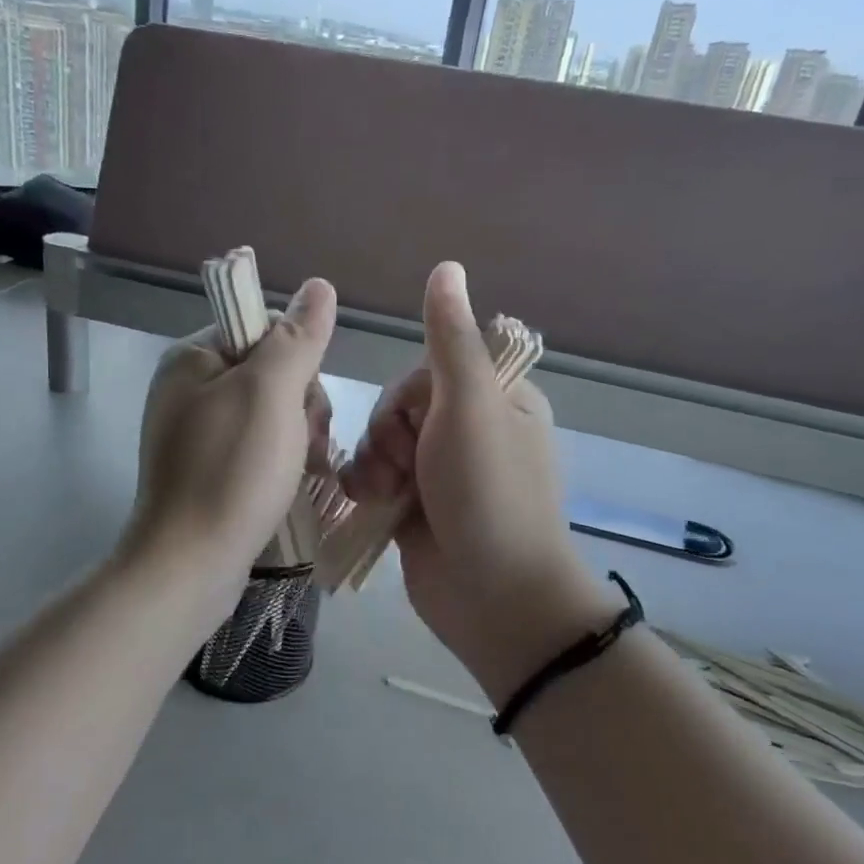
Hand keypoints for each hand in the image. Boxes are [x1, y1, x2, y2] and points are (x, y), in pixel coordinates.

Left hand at [127, 279, 336, 583]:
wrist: (191, 564)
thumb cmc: (231, 471)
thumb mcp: (271, 393)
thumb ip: (297, 338)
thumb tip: (319, 285)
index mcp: (192, 359)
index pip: (263, 330)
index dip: (298, 361)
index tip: (304, 402)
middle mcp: (189, 391)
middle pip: (272, 374)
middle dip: (301, 407)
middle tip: (303, 445)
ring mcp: (197, 434)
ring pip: (272, 415)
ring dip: (298, 439)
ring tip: (301, 472)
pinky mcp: (208, 472)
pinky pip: (258, 450)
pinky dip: (281, 463)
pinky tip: (293, 486)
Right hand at [340, 263, 612, 700]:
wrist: (492, 598)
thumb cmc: (487, 495)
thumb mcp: (471, 408)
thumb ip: (452, 340)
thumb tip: (447, 266)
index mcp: (497, 400)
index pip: (429, 370)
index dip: (410, 397)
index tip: (420, 427)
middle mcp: (470, 431)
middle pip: (399, 406)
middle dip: (389, 437)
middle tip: (406, 470)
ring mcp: (441, 473)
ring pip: (380, 442)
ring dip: (373, 465)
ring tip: (388, 496)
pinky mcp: (415, 507)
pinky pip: (375, 478)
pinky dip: (366, 489)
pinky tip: (371, 507)